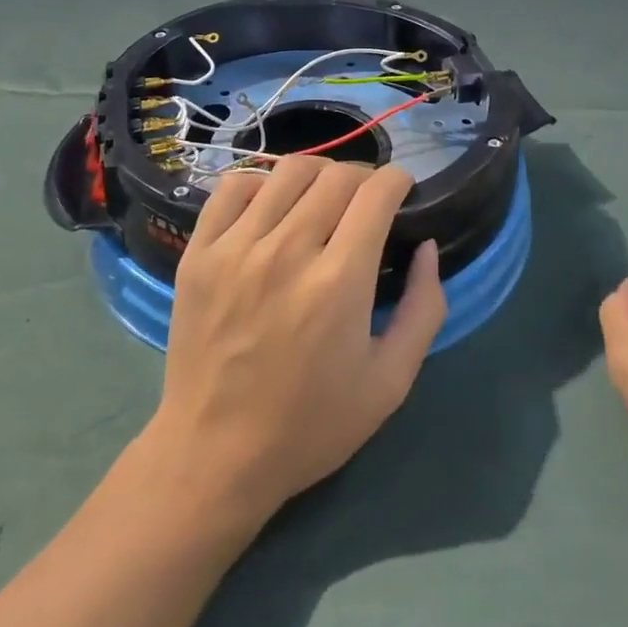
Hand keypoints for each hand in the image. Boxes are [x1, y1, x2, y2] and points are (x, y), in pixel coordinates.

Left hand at [149, 157, 446, 515]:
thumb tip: (427, 247)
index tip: (402, 191)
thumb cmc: (311, 425)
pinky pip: (234, 187)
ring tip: (323, 198)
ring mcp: (236, 247)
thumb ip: (423, 308)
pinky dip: (261, 183)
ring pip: (287, 171)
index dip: (398, 181)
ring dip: (318, 175)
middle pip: (336, 176)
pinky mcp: (200, 251)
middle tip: (367, 201)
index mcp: (339, 282)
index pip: (376, 193)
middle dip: (364, 178)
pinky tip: (272, 206)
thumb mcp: (390, 383)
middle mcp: (287, 251)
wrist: (214, 455)